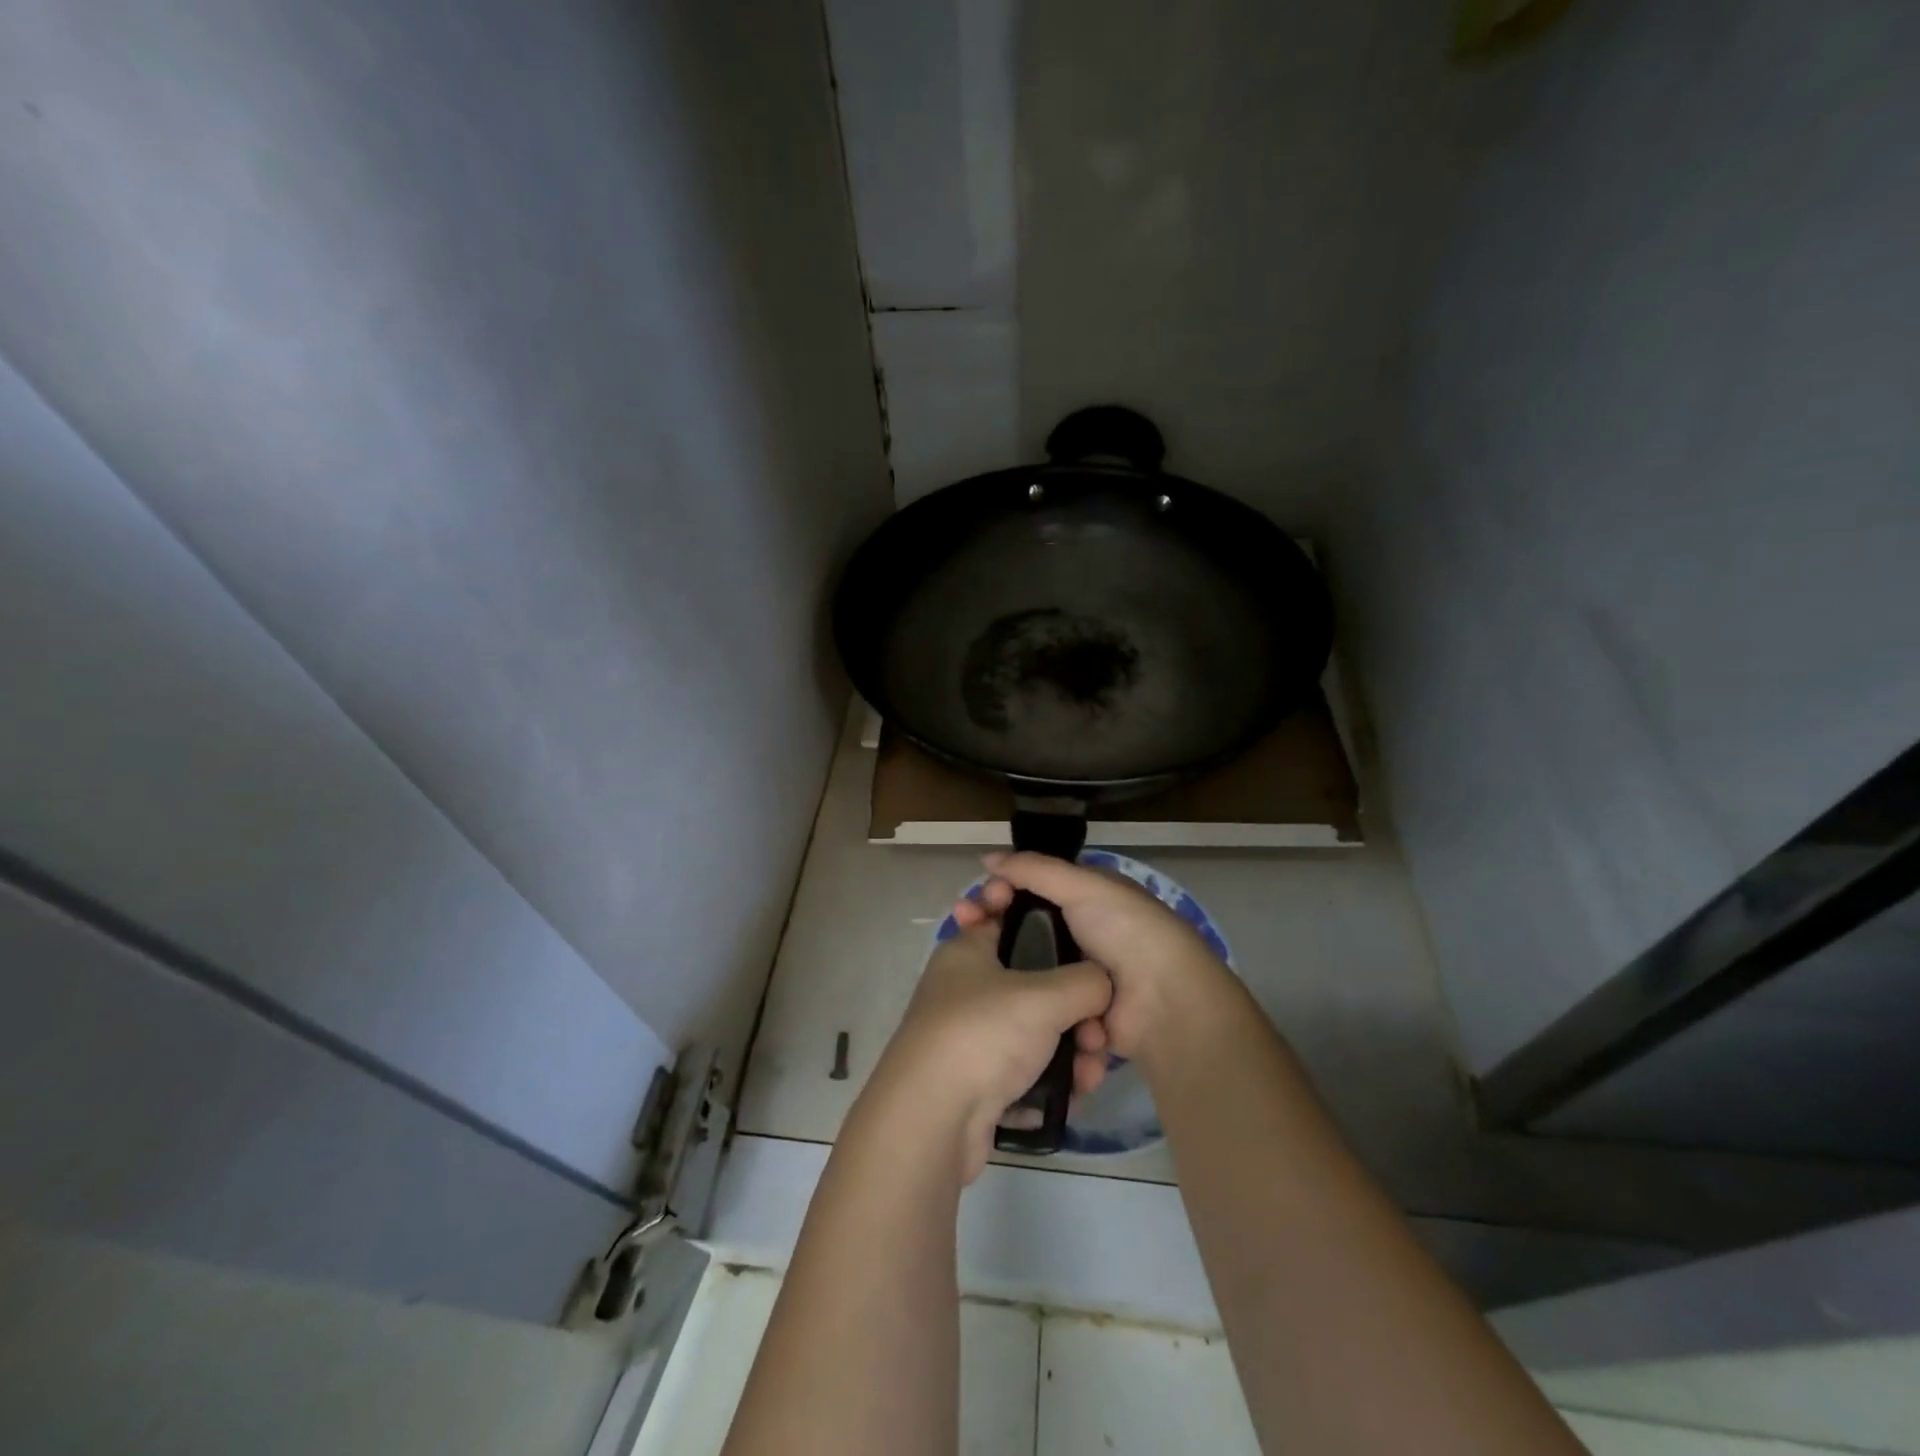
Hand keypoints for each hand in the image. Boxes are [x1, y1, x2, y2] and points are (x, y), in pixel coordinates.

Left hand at [866, 917, 1111, 1183]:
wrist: (930, 1121)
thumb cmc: (982, 1035)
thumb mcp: (1044, 997)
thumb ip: (1086, 981)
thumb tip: (1102, 985)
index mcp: (970, 950)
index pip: (1014, 920)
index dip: (1052, 929)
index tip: (1087, 953)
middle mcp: (966, 987)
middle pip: (1036, 984)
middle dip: (1076, 1011)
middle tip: (1097, 1036)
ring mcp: (970, 1036)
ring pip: (1035, 1032)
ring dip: (1071, 1052)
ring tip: (1089, 1076)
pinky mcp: (976, 1080)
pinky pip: (1025, 1070)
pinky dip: (1049, 1081)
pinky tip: (1072, 1097)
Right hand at [958, 852, 1235, 1062]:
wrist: (1163, 1002)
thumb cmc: (1126, 931)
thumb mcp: (1083, 886)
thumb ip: (1034, 870)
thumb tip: (986, 858)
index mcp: (1086, 899)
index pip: (1031, 888)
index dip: (1002, 890)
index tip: (977, 898)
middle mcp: (1079, 934)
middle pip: (1023, 926)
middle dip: (991, 925)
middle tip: (962, 924)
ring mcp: (1075, 976)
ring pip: (1025, 965)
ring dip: (1000, 962)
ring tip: (969, 959)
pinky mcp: (1072, 1013)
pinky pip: (1038, 1000)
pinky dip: (1019, 994)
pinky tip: (990, 990)